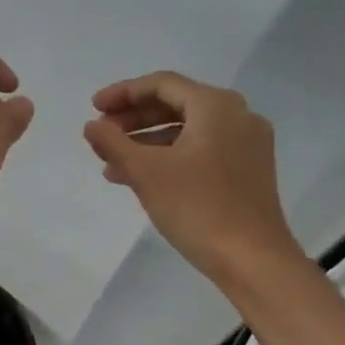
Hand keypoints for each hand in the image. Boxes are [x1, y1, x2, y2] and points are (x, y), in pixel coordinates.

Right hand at [83, 71, 298, 284]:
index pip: (161, 84)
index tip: (93, 108)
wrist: (252, 259)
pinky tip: (139, 179)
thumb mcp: (145, 172)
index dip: (123, 93)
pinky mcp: (246, 171)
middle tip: (101, 134)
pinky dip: (168, 158)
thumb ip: (113, 142)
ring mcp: (246, 144)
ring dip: (146, 142)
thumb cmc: (197, 207)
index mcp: (216, 106)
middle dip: (133, 119)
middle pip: (175, 105)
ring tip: (111, 163)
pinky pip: (200, 151)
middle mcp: (237, 116)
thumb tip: (92, 125)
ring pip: (186, 131)